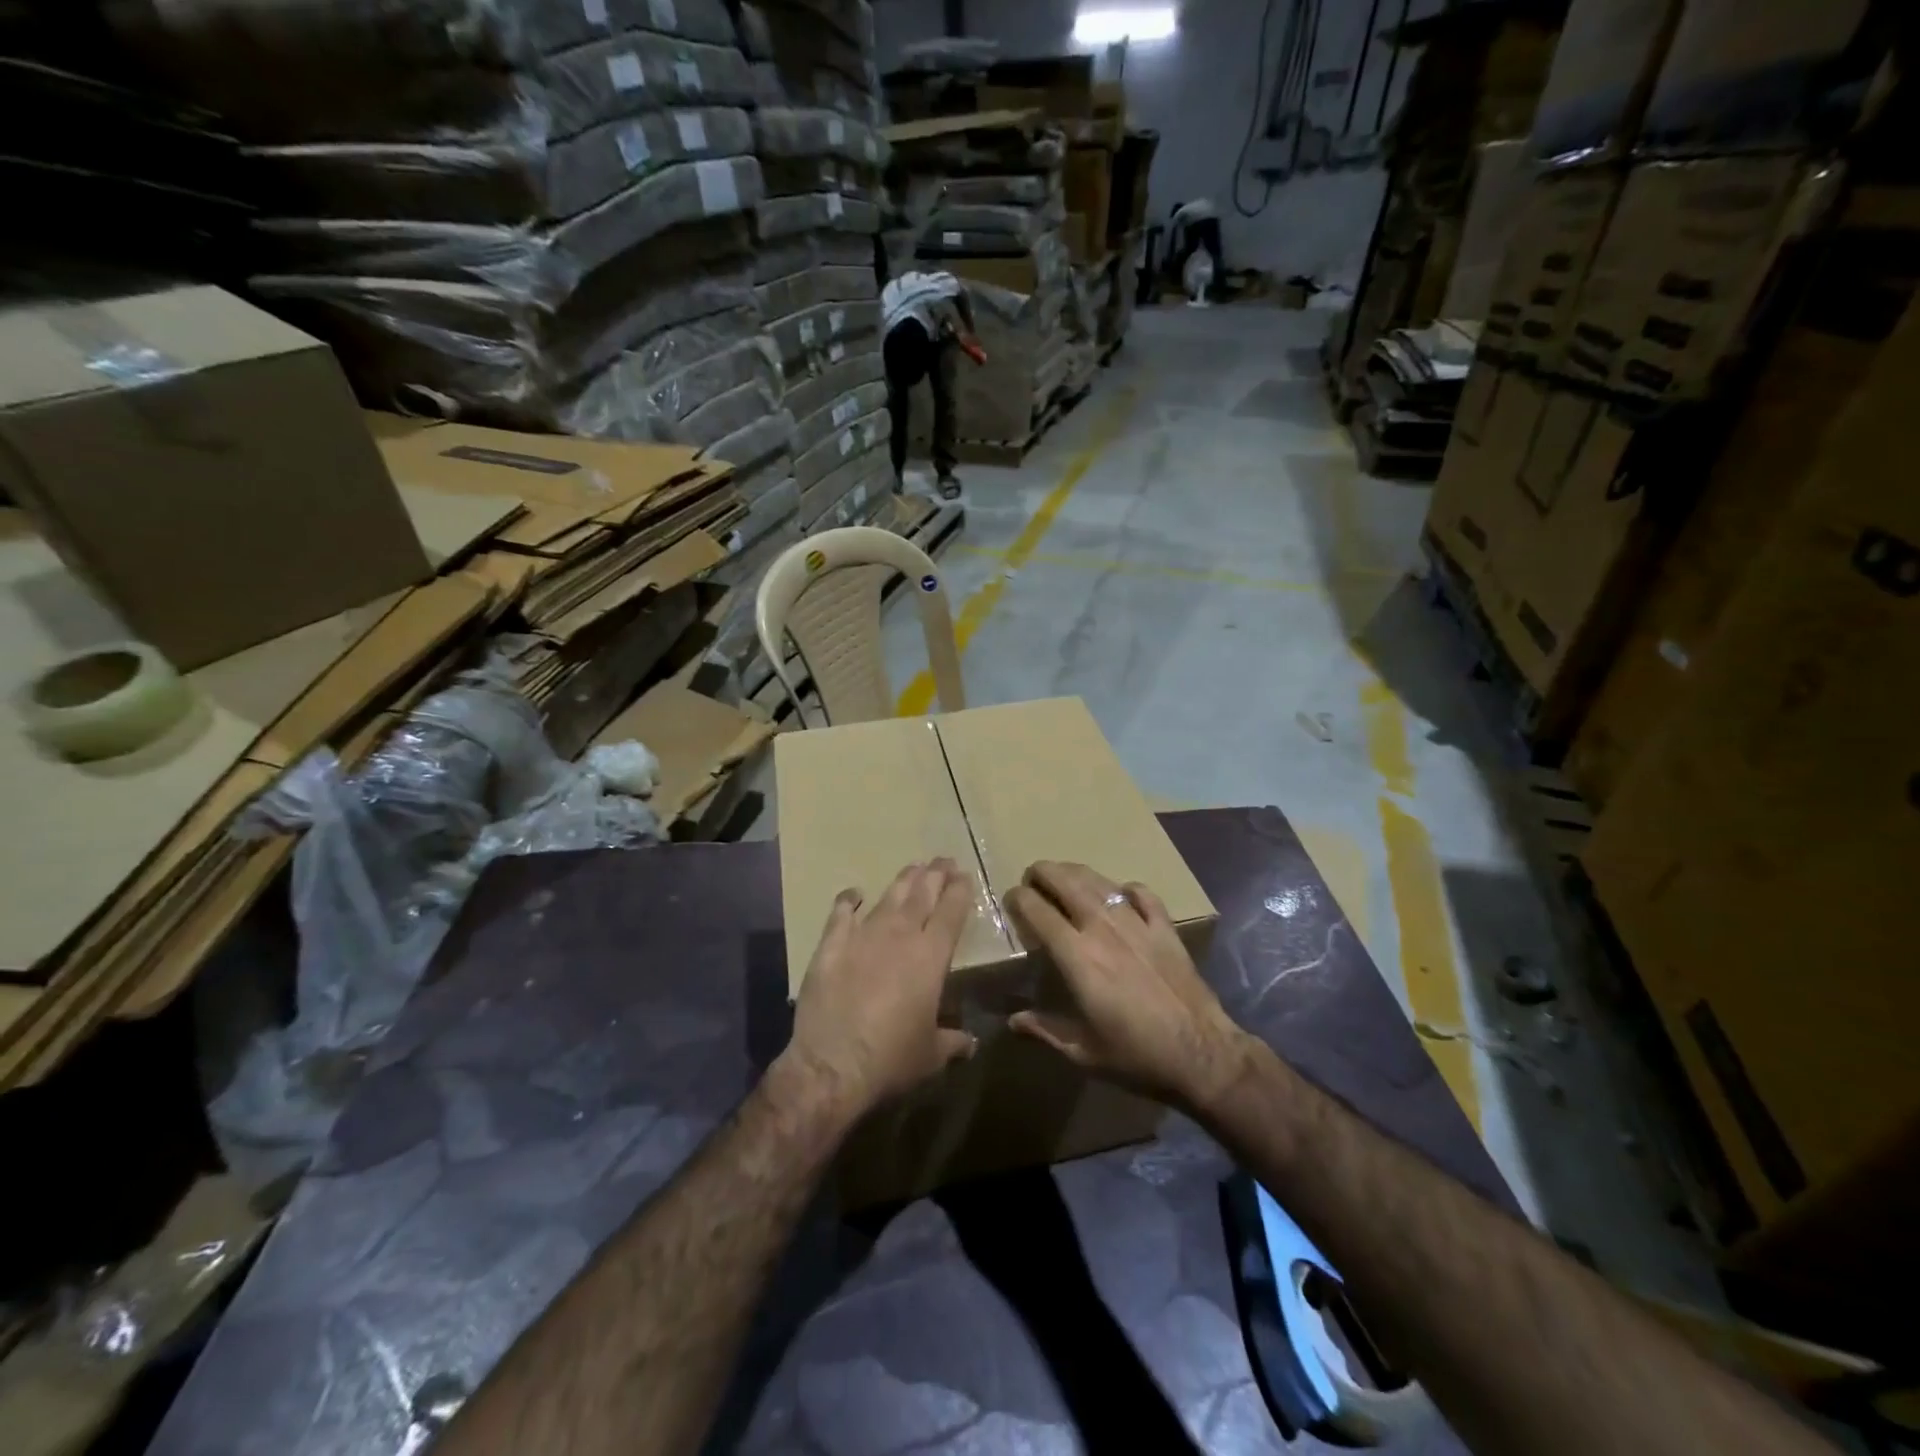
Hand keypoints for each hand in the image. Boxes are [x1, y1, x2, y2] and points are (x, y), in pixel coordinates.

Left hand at [781, 859, 977, 1118]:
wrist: (833, 1064)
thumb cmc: (892, 1059)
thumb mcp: (932, 1055)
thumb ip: (953, 1042)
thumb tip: (970, 1042)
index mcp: (931, 957)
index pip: (951, 913)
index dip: (959, 891)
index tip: (964, 875)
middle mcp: (900, 936)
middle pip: (922, 895)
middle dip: (935, 875)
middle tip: (943, 860)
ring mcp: (863, 936)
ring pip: (888, 898)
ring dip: (903, 881)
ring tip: (914, 867)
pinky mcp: (831, 945)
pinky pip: (841, 913)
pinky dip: (849, 899)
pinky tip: (855, 893)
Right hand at [1006, 861, 1252, 1113]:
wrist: (1201, 1053)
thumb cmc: (1136, 1055)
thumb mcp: (1082, 1052)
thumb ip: (1045, 1030)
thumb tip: (1013, 1020)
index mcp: (1077, 956)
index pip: (1039, 911)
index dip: (1020, 899)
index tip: (1011, 898)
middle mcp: (1103, 928)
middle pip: (1067, 882)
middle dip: (1044, 873)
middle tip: (1033, 876)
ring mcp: (1137, 923)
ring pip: (1100, 882)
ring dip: (1077, 873)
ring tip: (1065, 875)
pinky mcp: (1165, 928)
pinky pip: (1142, 894)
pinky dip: (1126, 889)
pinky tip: (1121, 894)